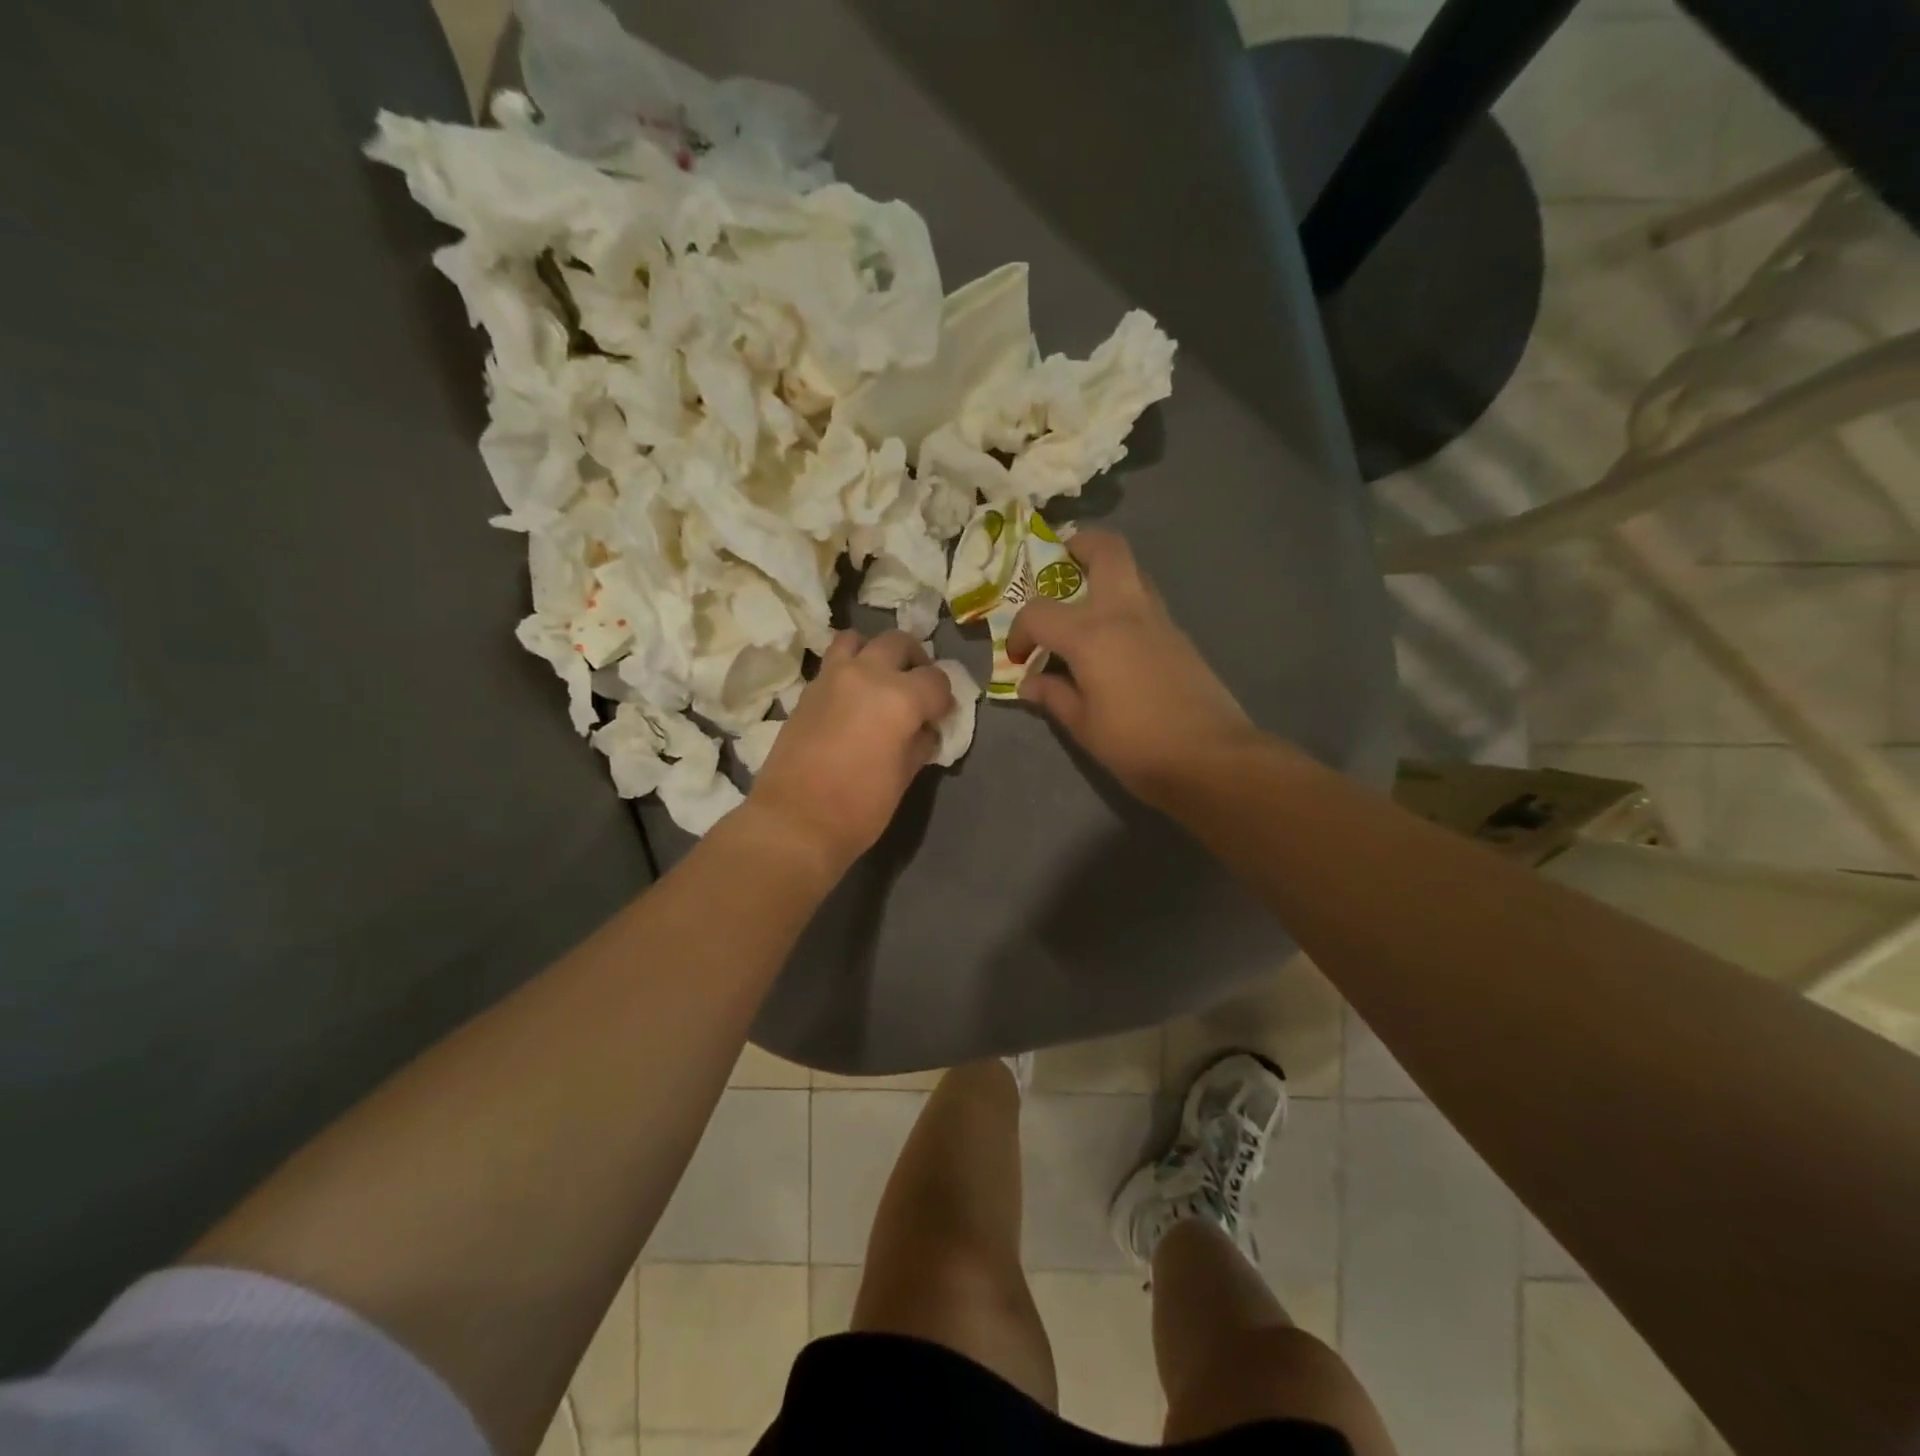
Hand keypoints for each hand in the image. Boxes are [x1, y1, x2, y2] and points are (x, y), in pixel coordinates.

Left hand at [746, 630, 954, 874]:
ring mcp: (832, 677)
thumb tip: (925, 730)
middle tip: (916, 690)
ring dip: (875, 653)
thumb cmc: (859, 807)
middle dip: (915, 662)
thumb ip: (920, 743)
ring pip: (858, 639)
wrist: (794, 821)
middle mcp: (867, 674)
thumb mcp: (903, 777)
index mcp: (900, 697)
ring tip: (879, 680)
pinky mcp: (807, 690)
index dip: (943, 700)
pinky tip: (852, 697)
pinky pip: (833, 662)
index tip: (939, 718)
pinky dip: (848, 668)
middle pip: (899, 643)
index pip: (936, 680)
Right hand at [1007, 529, 1255, 807]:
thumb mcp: (1083, 727)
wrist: (1211, 758)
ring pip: (1132, 572)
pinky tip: (1113, 642)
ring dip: (1104, 574)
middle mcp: (1126, 613)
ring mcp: (1159, 620)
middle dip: (1079, 546)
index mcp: (1092, 635)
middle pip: (1107, 550)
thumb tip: (1029, 682)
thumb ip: (1053, 696)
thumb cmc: (1137, 745)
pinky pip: (1146, 602)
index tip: (1019, 657)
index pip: (1040, 612)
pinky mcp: (1180, 636)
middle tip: (1060, 564)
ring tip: (1083, 605)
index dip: (1020, 631)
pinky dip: (1123, 605)